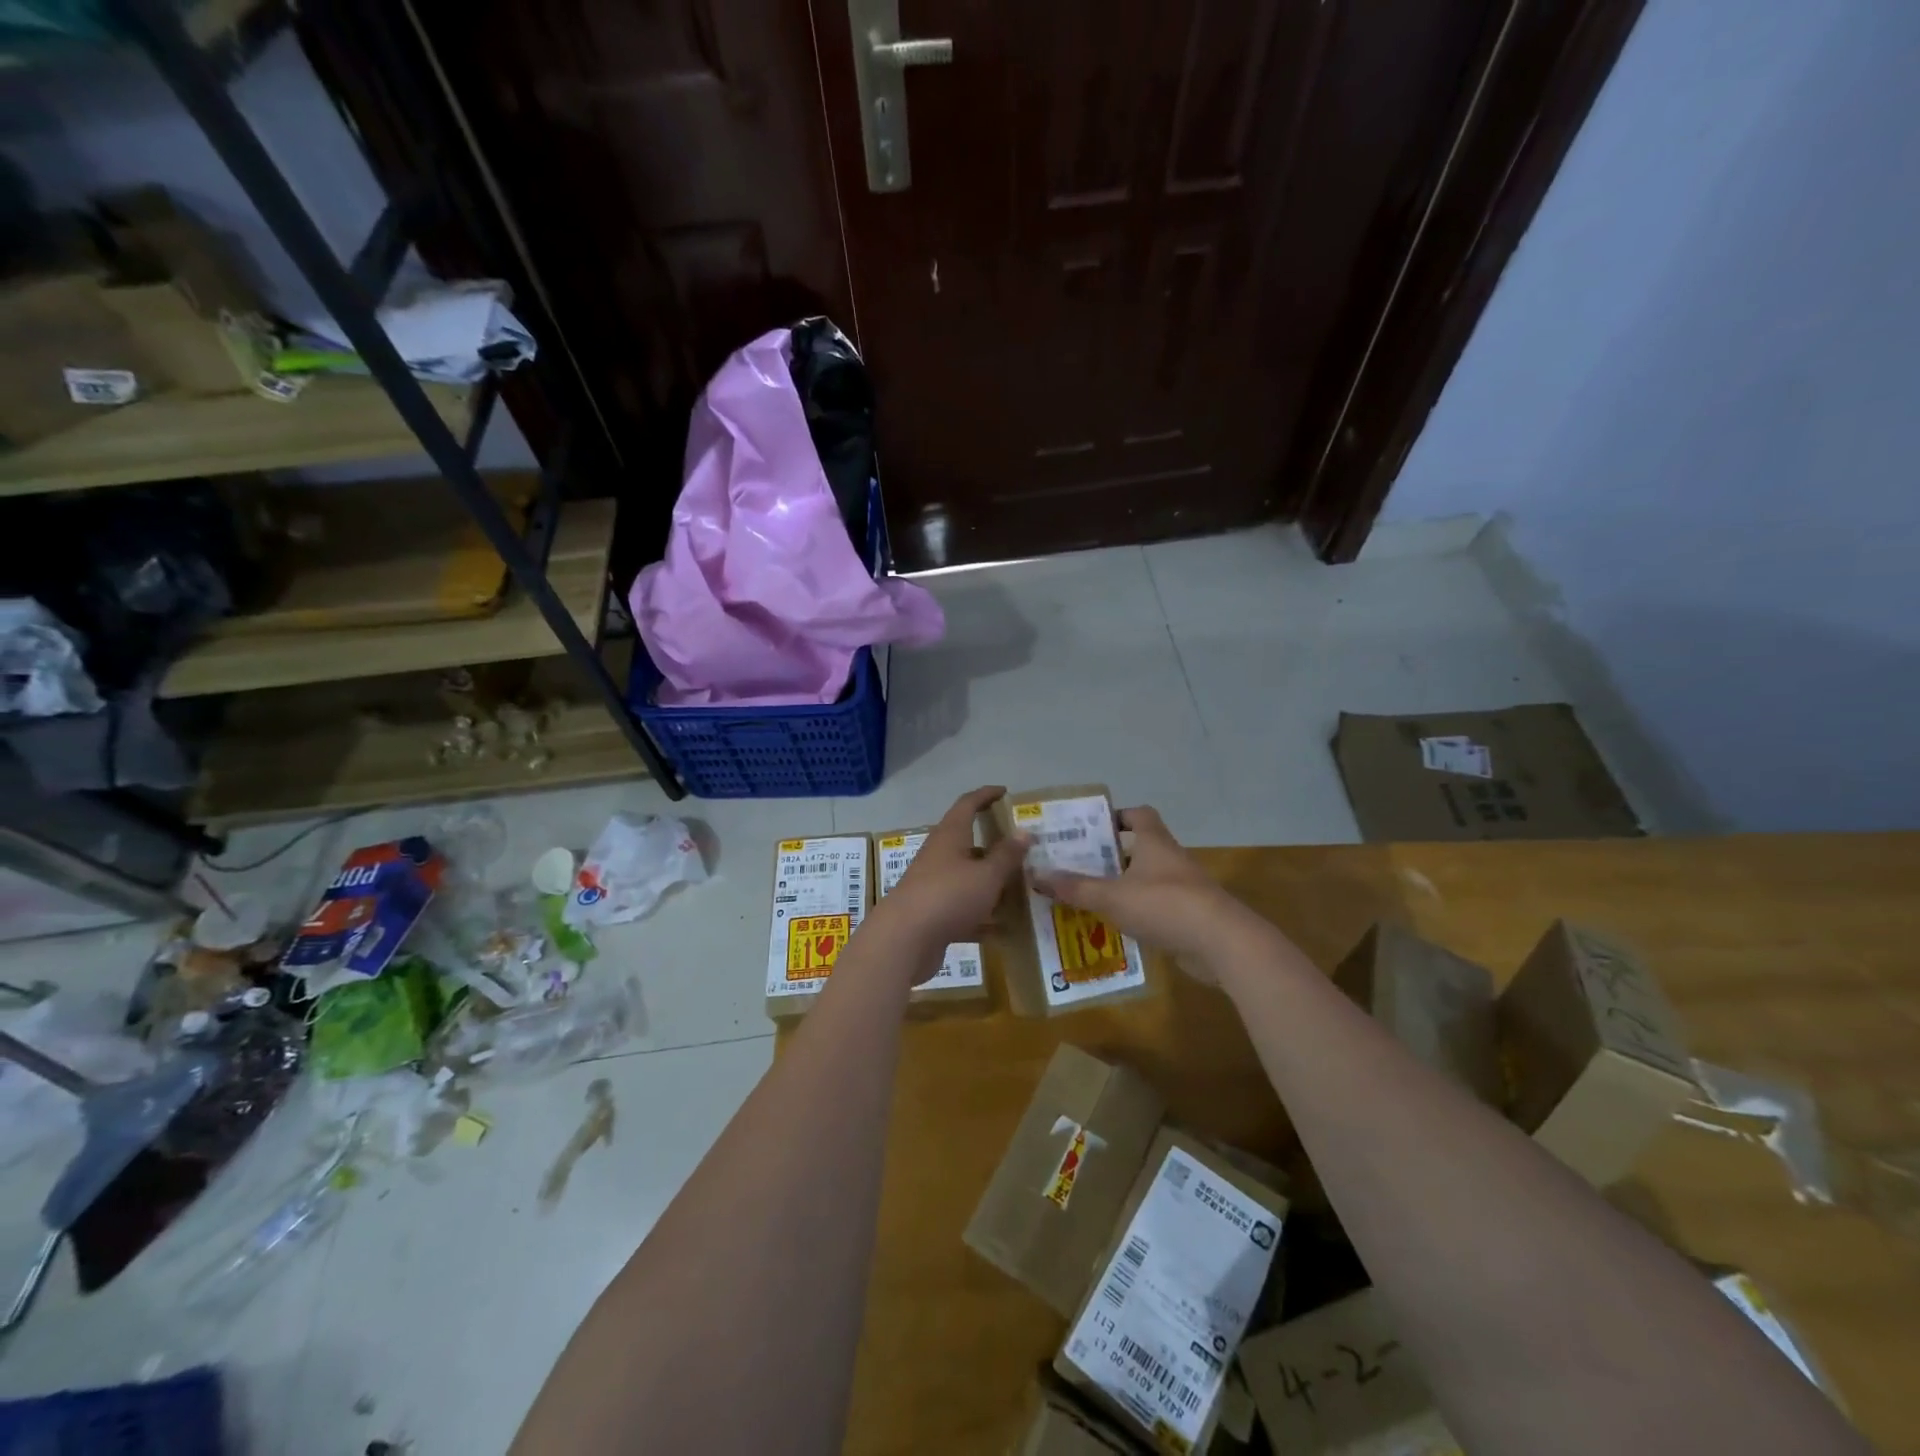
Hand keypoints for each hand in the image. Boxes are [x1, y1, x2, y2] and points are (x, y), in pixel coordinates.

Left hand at [869, 787, 1029, 981]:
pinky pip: (962, 908)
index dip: (986, 795)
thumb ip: (1007, 855)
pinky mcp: (931, 913)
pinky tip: (1002, 930)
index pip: (967, 805)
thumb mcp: (987, 875)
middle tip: (1020, 851)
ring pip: (966, 877)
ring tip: (1018, 890)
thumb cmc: (949, 896)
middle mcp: (939, 855)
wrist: (904, 940)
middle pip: (967, 843)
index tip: (1004, 791)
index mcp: (950, 836)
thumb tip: (1024, 832)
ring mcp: (932, 885)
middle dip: (993, 846)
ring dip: (989, 882)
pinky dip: (981, 915)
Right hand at [1030, 806, 1254, 981]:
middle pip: (1139, 849)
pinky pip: (1156, 909)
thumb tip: (1036, 875)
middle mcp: (1170, 860)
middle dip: (1110, 857)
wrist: (1221, 943)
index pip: (1139, 815)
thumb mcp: (1112, 896)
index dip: (1117, 816)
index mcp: (1154, 843)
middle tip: (1077, 866)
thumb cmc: (1164, 905)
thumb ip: (1075, 887)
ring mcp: (1183, 889)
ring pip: (1147, 881)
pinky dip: (1137, 914)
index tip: (1092, 827)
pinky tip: (1114, 928)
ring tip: (1088, 898)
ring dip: (1122, 888)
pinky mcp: (1189, 917)